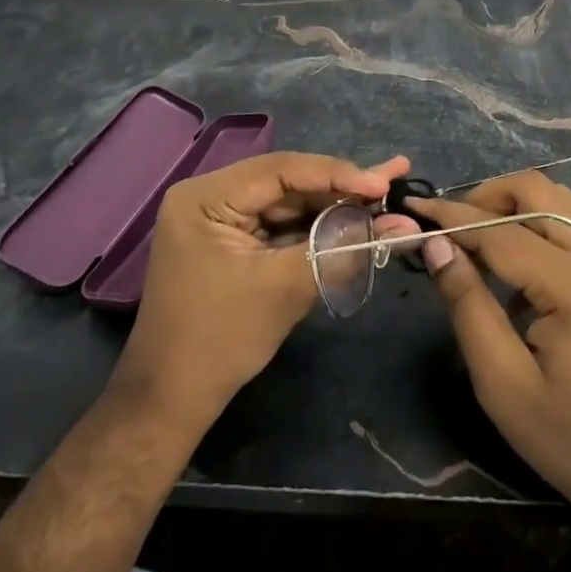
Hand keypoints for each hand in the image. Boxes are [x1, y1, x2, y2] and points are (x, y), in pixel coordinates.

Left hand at [117, 151, 411, 427]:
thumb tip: (401, 225)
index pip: (283, 169)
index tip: (384, 184)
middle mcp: (210, 195)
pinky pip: (280, 222)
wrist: (169, 402)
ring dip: (335, 203)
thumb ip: (343, 248)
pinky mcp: (232, 239)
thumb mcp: (285, 288)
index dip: (338, 174)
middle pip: (288, 181)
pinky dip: (316, 224)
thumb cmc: (220, 340)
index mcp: (206, 196)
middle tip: (394, 175)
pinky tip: (355, 216)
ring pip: (289, 200)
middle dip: (342, 186)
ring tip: (385, 192)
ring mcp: (220, 217)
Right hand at [410, 173, 570, 553]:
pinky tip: (517, 264)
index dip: (453, 217)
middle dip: (487, 196)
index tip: (414, 208)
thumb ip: (467, 305)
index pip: (501, 230)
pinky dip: (539, 221)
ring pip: (557, 197)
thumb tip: (436, 245)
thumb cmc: (570, 439)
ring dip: (514, 204)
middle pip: (537, 190)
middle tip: (450, 227)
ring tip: (477, 237)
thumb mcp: (503, 383)